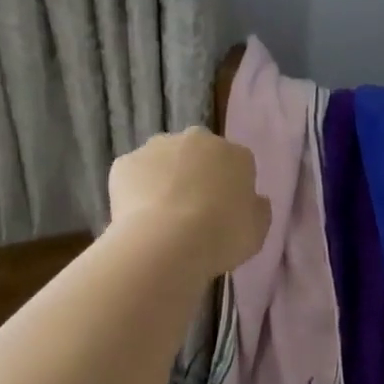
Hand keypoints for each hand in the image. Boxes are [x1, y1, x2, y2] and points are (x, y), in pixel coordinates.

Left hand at [108, 127, 269, 277]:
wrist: (167, 243)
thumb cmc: (222, 237)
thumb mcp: (258, 231)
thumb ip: (257, 210)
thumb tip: (254, 199)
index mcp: (235, 154)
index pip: (237, 163)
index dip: (230, 188)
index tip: (225, 212)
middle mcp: (197, 140)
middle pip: (198, 154)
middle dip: (196, 175)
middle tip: (193, 211)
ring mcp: (157, 147)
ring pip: (163, 160)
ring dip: (164, 179)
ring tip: (162, 217)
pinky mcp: (125, 162)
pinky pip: (134, 175)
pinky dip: (136, 191)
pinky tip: (139, 217)